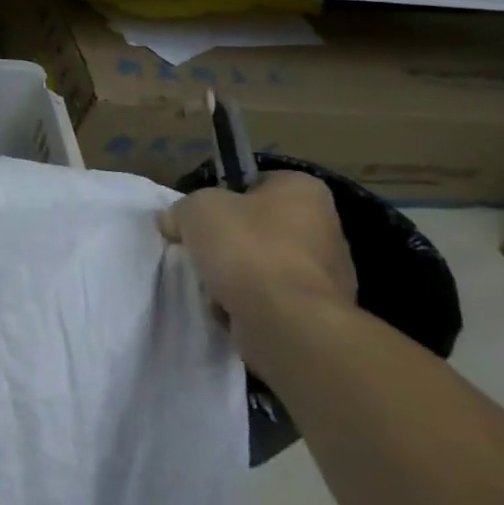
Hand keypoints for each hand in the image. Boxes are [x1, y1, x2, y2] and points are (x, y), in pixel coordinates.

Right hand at [160, 172, 356, 368]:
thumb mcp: (196, 209)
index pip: (257, 182)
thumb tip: (175, 222)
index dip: (223, 196)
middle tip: (202, 251)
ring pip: (263, 265)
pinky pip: (271, 299)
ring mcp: (328, 274)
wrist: (286, 322)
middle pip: (259, 227)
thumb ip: (182, 209)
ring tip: (212, 286)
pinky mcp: (319, 312)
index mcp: (303, 191)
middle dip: (229, 242)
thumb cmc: (246, 249)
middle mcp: (325, 227)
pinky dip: (248, 304)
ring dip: (236, 276)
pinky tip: (230, 309)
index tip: (201, 216)